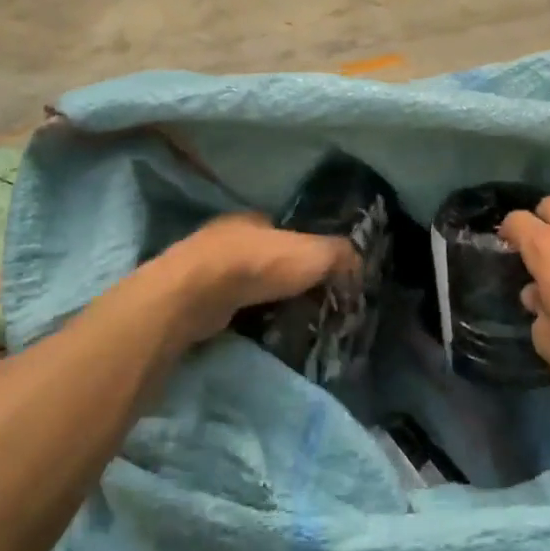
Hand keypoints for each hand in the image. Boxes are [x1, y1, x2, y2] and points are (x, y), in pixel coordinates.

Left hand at [146, 212, 355, 353]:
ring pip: (242, 283)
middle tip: (305, 302)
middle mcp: (226, 237)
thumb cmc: (257, 264)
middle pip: (263, 257)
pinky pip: (225, 306)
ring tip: (283, 321)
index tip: (319, 276)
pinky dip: (240, 316)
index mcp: (253, 220)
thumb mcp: (314, 254)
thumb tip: (358, 266)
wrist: (196, 294)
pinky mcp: (191, 298)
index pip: (285, 232)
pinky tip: (253, 330)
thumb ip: (340, 255)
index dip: (304, 251)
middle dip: (282, 277)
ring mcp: (204, 268)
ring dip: (259, 298)